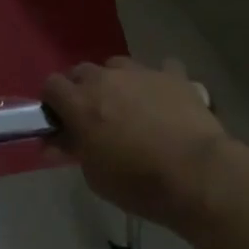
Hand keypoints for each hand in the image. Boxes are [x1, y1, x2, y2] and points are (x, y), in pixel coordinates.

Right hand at [43, 58, 227, 227]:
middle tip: (94, 118)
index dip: (53, 102)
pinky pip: (160, 68)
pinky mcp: (174, 75)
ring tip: (129, 107)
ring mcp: (142, 72)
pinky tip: (164, 99)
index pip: (51, 85)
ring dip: (116, 82)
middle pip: (82, 72)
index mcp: (80, 103)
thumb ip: (74, 150)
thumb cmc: (138, 182)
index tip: (61, 122)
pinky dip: (158, 81)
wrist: (197, 174)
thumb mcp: (94, 175)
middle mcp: (106, 79)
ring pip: (118, 65)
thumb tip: (57, 142)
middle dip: (82, 90)